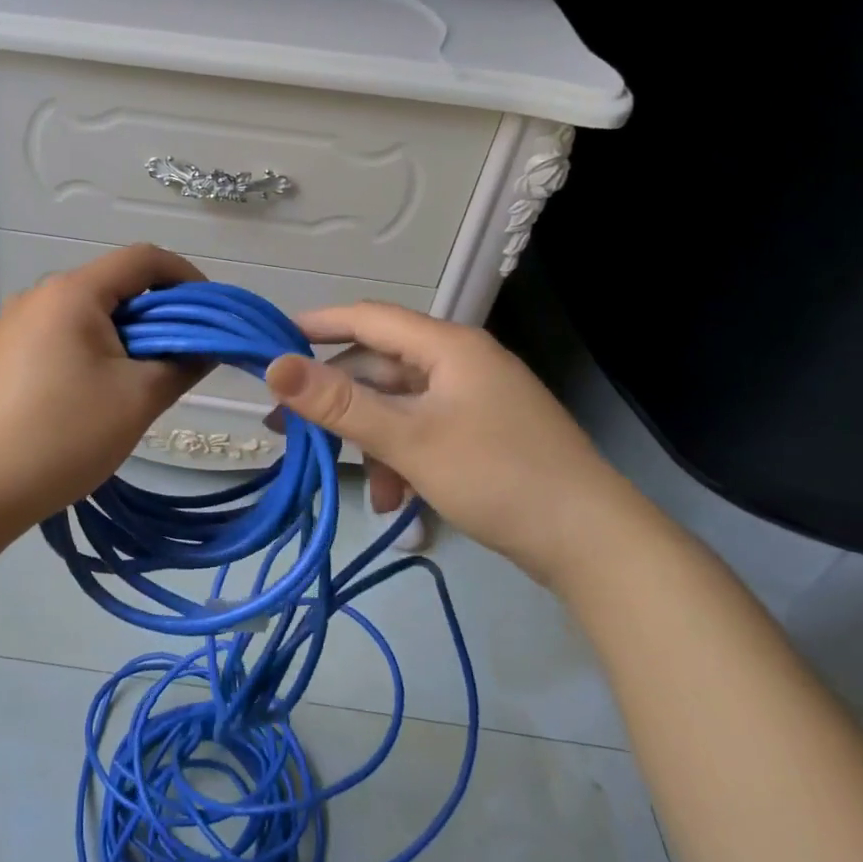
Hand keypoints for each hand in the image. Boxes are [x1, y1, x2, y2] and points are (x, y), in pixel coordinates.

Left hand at [0, 244, 206, 536]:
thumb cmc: (60, 437)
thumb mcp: (136, 401)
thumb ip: (181, 365)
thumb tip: (203, 348)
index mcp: (72, 293)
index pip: (144, 259)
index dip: (187, 278)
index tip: (211, 315)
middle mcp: (38, 296)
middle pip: (113, 287)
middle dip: (158, 316)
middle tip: (182, 359)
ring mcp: (12, 326)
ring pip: (86, 316)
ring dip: (124, 338)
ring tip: (138, 385)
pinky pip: (59, 338)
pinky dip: (91, 353)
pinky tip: (92, 398)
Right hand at [264, 303, 648, 587]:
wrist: (594, 543)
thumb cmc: (497, 476)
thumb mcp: (408, 439)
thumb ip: (339, 403)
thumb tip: (273, 367)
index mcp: (447, 346)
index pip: (367, 318)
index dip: (316, 325)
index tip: (268, 341)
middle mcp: (460, 362)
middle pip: (380, 367)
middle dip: (338, 401)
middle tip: (289, 429)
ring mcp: (474, 400)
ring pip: (399, 406)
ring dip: (371, 441)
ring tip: (362, 486)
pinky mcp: (482, 434)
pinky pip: (423, 432)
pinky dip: (401, 459)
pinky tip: (396, 500)